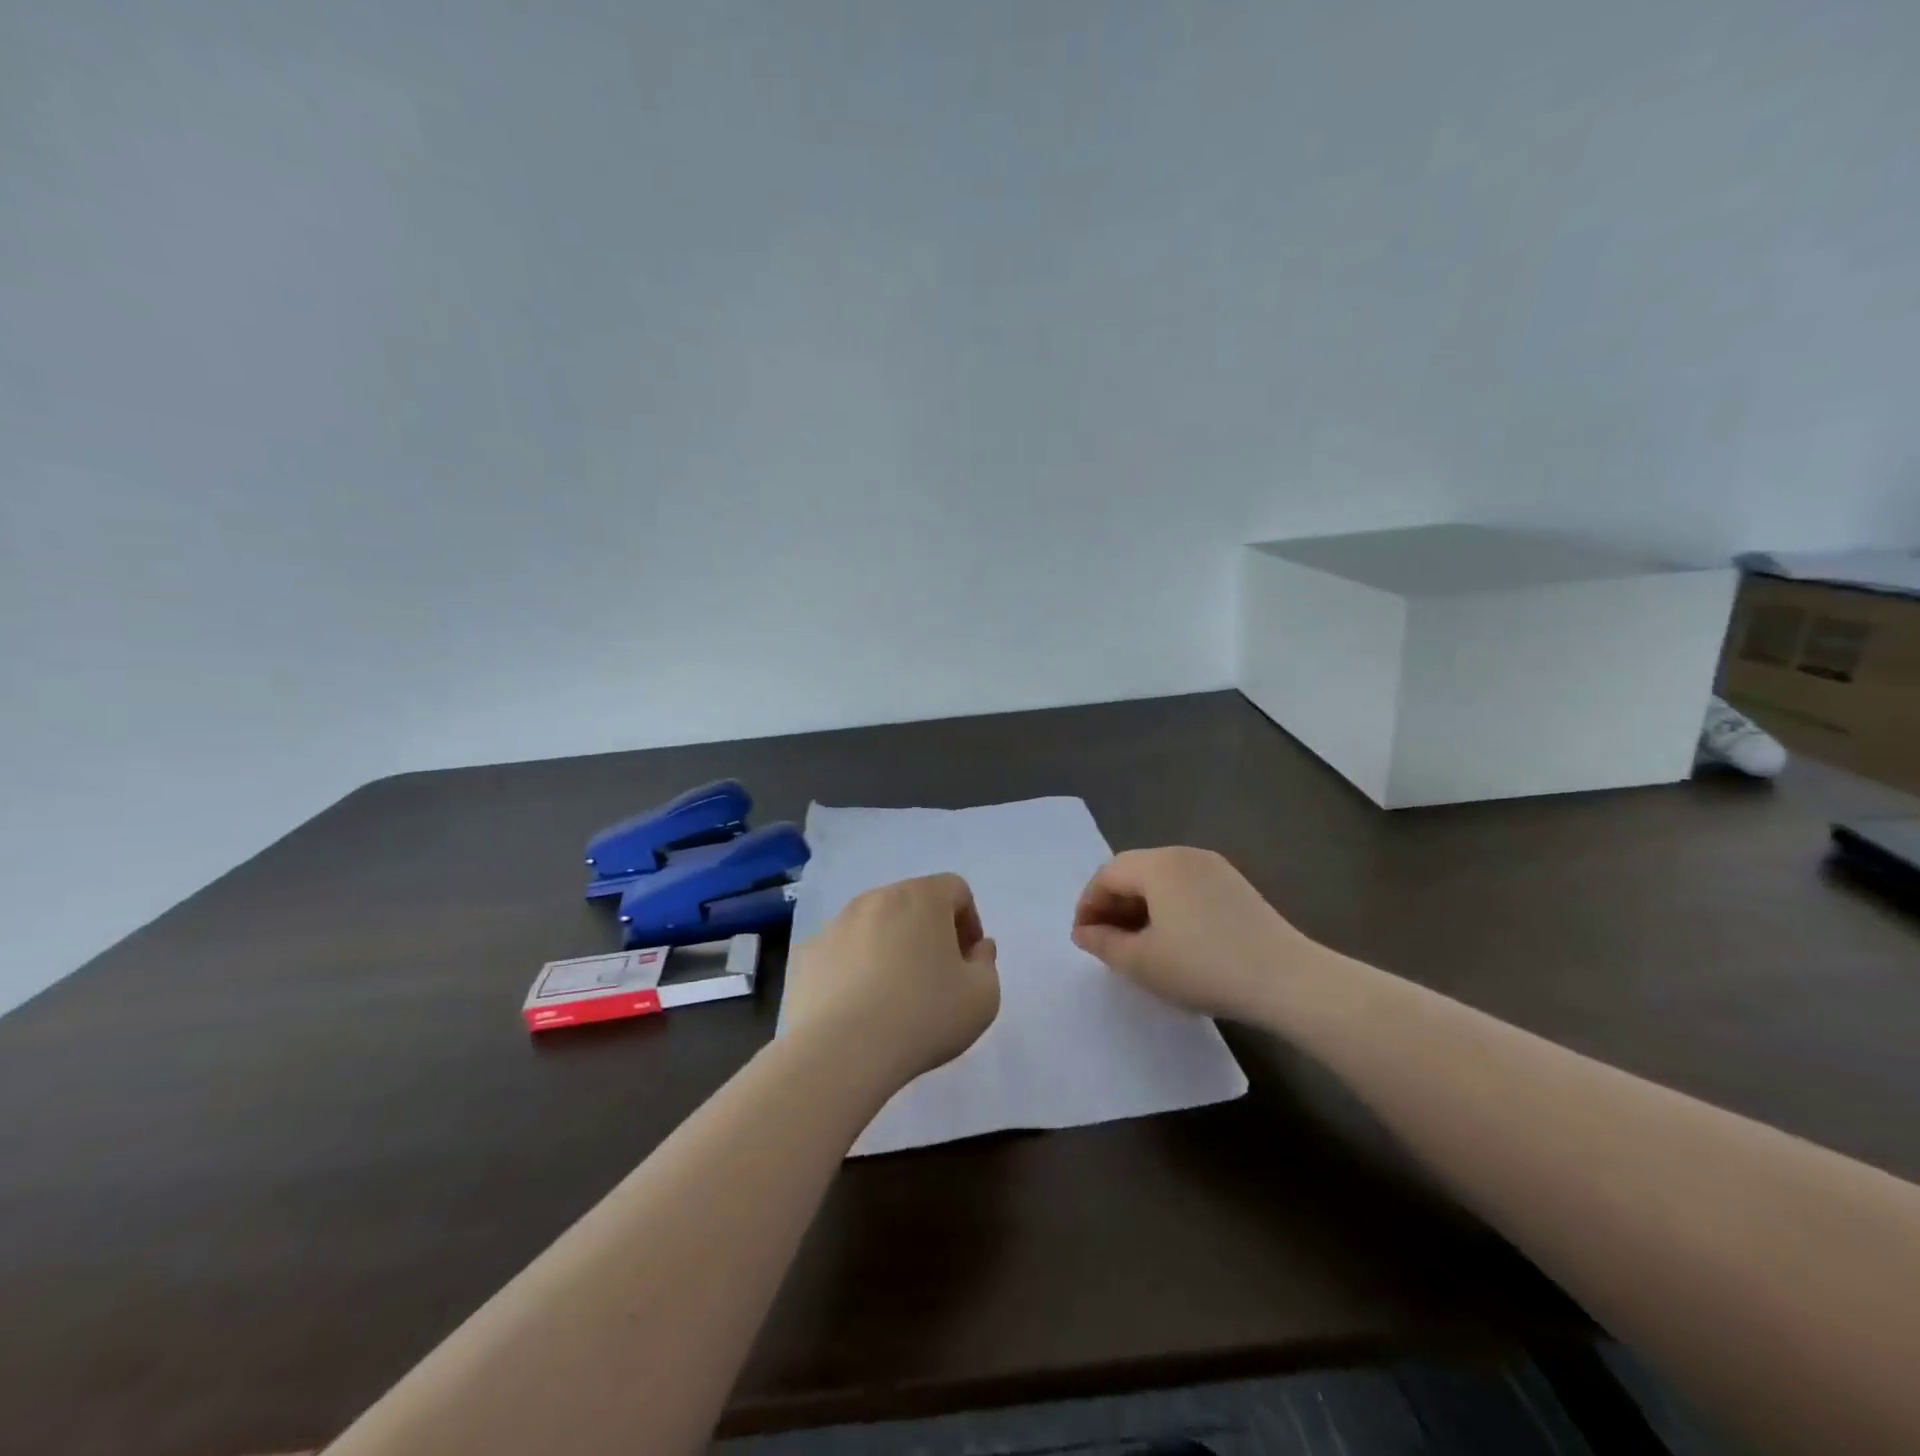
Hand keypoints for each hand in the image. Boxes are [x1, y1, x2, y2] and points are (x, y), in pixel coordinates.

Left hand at [783, 874, 1000, 1090]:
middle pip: (912, 902)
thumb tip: (977, 948)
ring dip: (889, 947)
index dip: (969, 922)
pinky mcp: (807, 954)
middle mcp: (876, 898)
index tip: (967, 961)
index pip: (955, 889)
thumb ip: (986, 964)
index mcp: (922, 897)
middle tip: (935, 977)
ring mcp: (836, 924)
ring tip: (893, 995)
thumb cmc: (924, 1016)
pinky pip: (841, 951)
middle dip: (928, 931)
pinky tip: (858, 1008)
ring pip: (873, 925)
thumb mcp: (982, 997)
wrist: (842, 1051)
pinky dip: (854, 968)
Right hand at [1071, 847, 1316, 1022]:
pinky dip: (1168, 907)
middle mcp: (1184, 855)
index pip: (1107, 875)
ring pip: (1161, 880)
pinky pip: (1186, 887)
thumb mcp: (1142, 962)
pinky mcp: (1236, 886)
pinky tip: (1173, 940)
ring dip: (1140, 907)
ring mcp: (1215, 868)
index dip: (1088, 905)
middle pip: (1134, 871)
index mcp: (1158, 864)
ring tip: (1136, 944)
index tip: (1083, 939)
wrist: (1288, 980)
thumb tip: (1084, 931)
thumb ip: (1103, 943)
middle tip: (1105, 942)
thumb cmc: (1204, 967)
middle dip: (1112, 904)